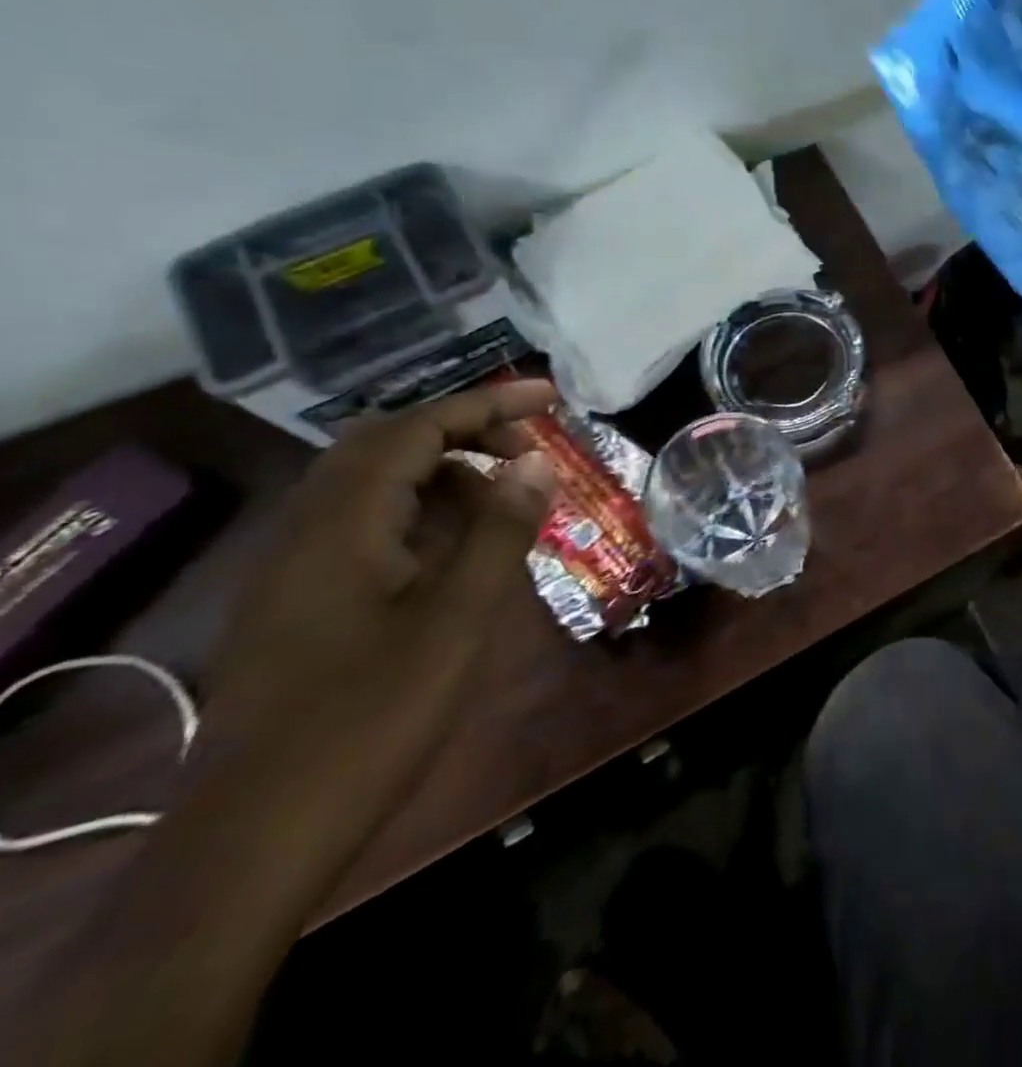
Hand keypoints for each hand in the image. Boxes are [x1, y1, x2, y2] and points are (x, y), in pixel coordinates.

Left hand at [197, 381, 560, 849]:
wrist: (259, 834)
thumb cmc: (373, 717)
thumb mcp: (459, 619)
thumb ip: (499, 530)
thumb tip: (536, 463)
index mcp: (342, 523)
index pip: (418, 428)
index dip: (488, 403)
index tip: (552, 398)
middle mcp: (308, 529)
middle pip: (389, 445)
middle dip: (466, 432)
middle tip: (531, 451)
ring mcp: (295, 567)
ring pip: (374, 486)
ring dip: (445, 475)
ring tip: (507, 501)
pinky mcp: (299, 601)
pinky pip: (365, 526)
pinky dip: (421, 514)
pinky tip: (458, 551)